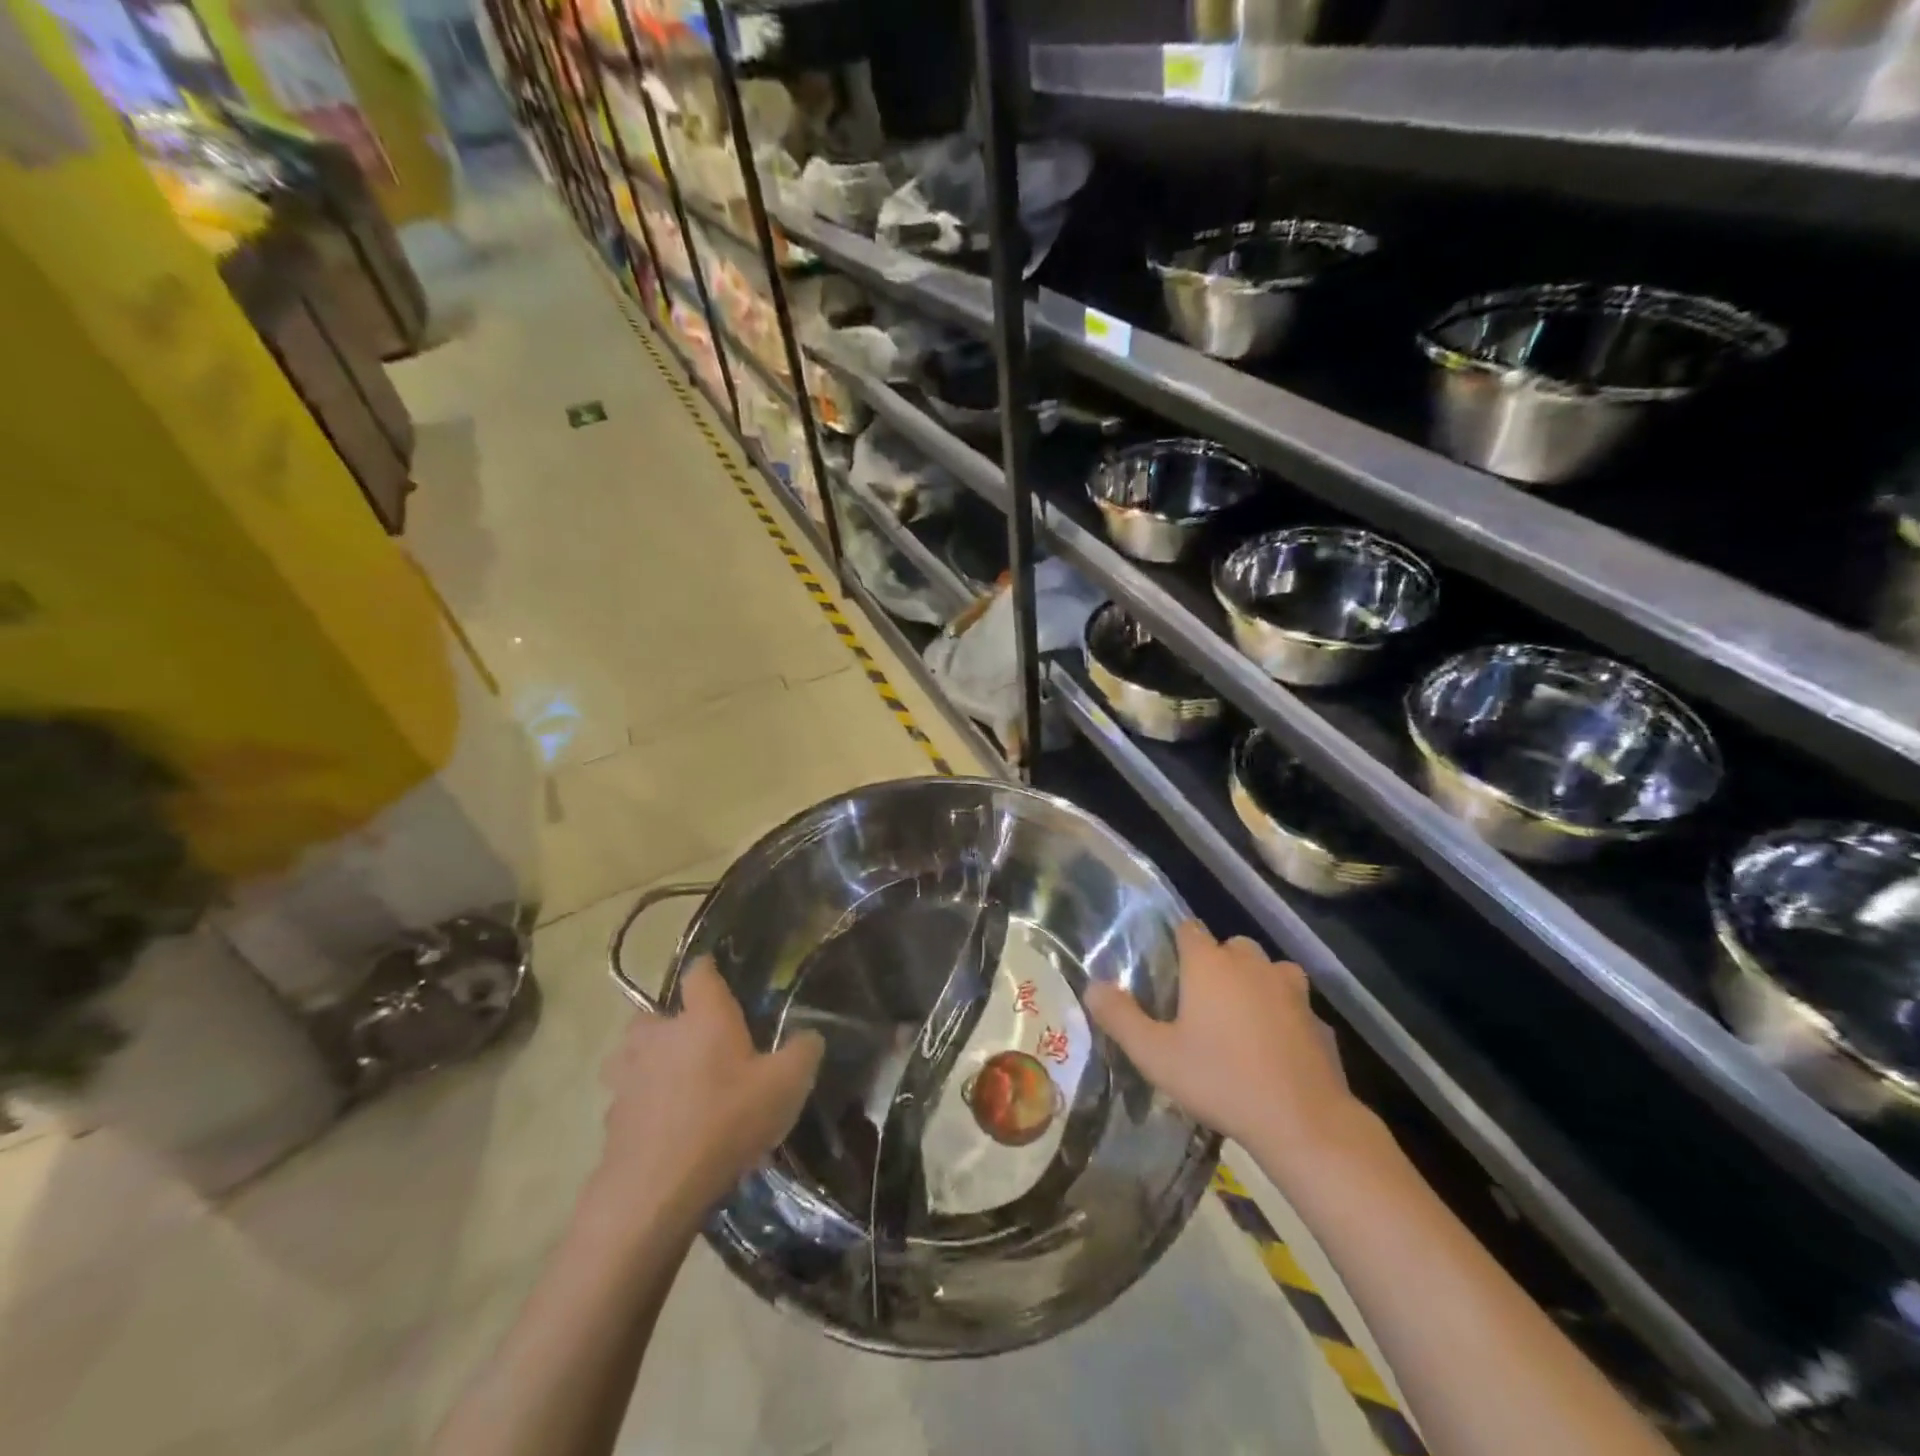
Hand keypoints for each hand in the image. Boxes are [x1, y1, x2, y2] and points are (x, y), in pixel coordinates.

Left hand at [590, 959, 823, 1214]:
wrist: (656, 1190)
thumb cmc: (727, 1120)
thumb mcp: (786, 1084)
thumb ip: (803, 1051)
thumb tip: (810, 1035)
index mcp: (702, 1016)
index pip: (699, 973)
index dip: (709, 970)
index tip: (717, 975)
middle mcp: (659, 1035)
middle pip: (654, 1015)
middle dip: (670, 1024)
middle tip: (696, 1044)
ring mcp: (628, 1076)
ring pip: (631, 1056)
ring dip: (648, 1063)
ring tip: (674, 1085)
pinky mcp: (611, 1118)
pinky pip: (627, 1099)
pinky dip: (642, 1106)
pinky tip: (665, 1128)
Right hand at [1085, 921, 1354, 1161]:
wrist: (1303, 1122)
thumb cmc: (1221, 1080)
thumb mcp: (1156, 1055)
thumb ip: (1120, 1018)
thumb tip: (1092, 987)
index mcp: (1210, 964)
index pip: (1189, 928)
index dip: (1177, 944)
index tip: (1168, 971)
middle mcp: (1251, 964)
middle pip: (1230, 946)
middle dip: (1216, 964)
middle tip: (1199, 1003)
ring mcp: (1291, 989)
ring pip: (1267, 970)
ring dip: (1253, 984)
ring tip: (1239, 1020)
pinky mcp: (1318, 1019)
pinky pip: (1293, 1005)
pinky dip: (1282, 1015)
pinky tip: (1274, 1048)